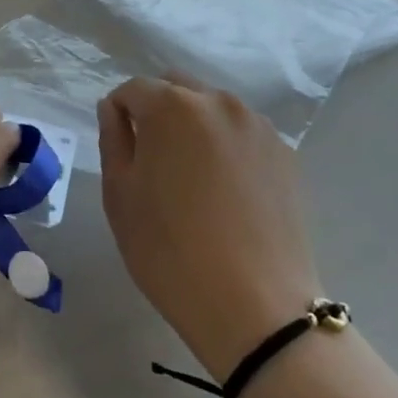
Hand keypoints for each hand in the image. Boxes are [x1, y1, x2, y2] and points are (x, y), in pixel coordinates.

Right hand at [98, 76, 321, 381]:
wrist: (257, 309)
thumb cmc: (171, 252)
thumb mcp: (120, 196)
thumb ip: (113, 139)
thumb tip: (113, 109)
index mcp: (172, 106)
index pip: (134, 89)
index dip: (120, 114)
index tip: (121, 149)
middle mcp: (218, 101)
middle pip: (176, 88)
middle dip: (158, 110)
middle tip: (154, 160)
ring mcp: (256, 125)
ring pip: (212, 108)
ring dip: (194, 126)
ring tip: (194, 178)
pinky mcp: (284, 153)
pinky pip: (241, 134)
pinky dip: (226, 146)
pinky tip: (227, 191)